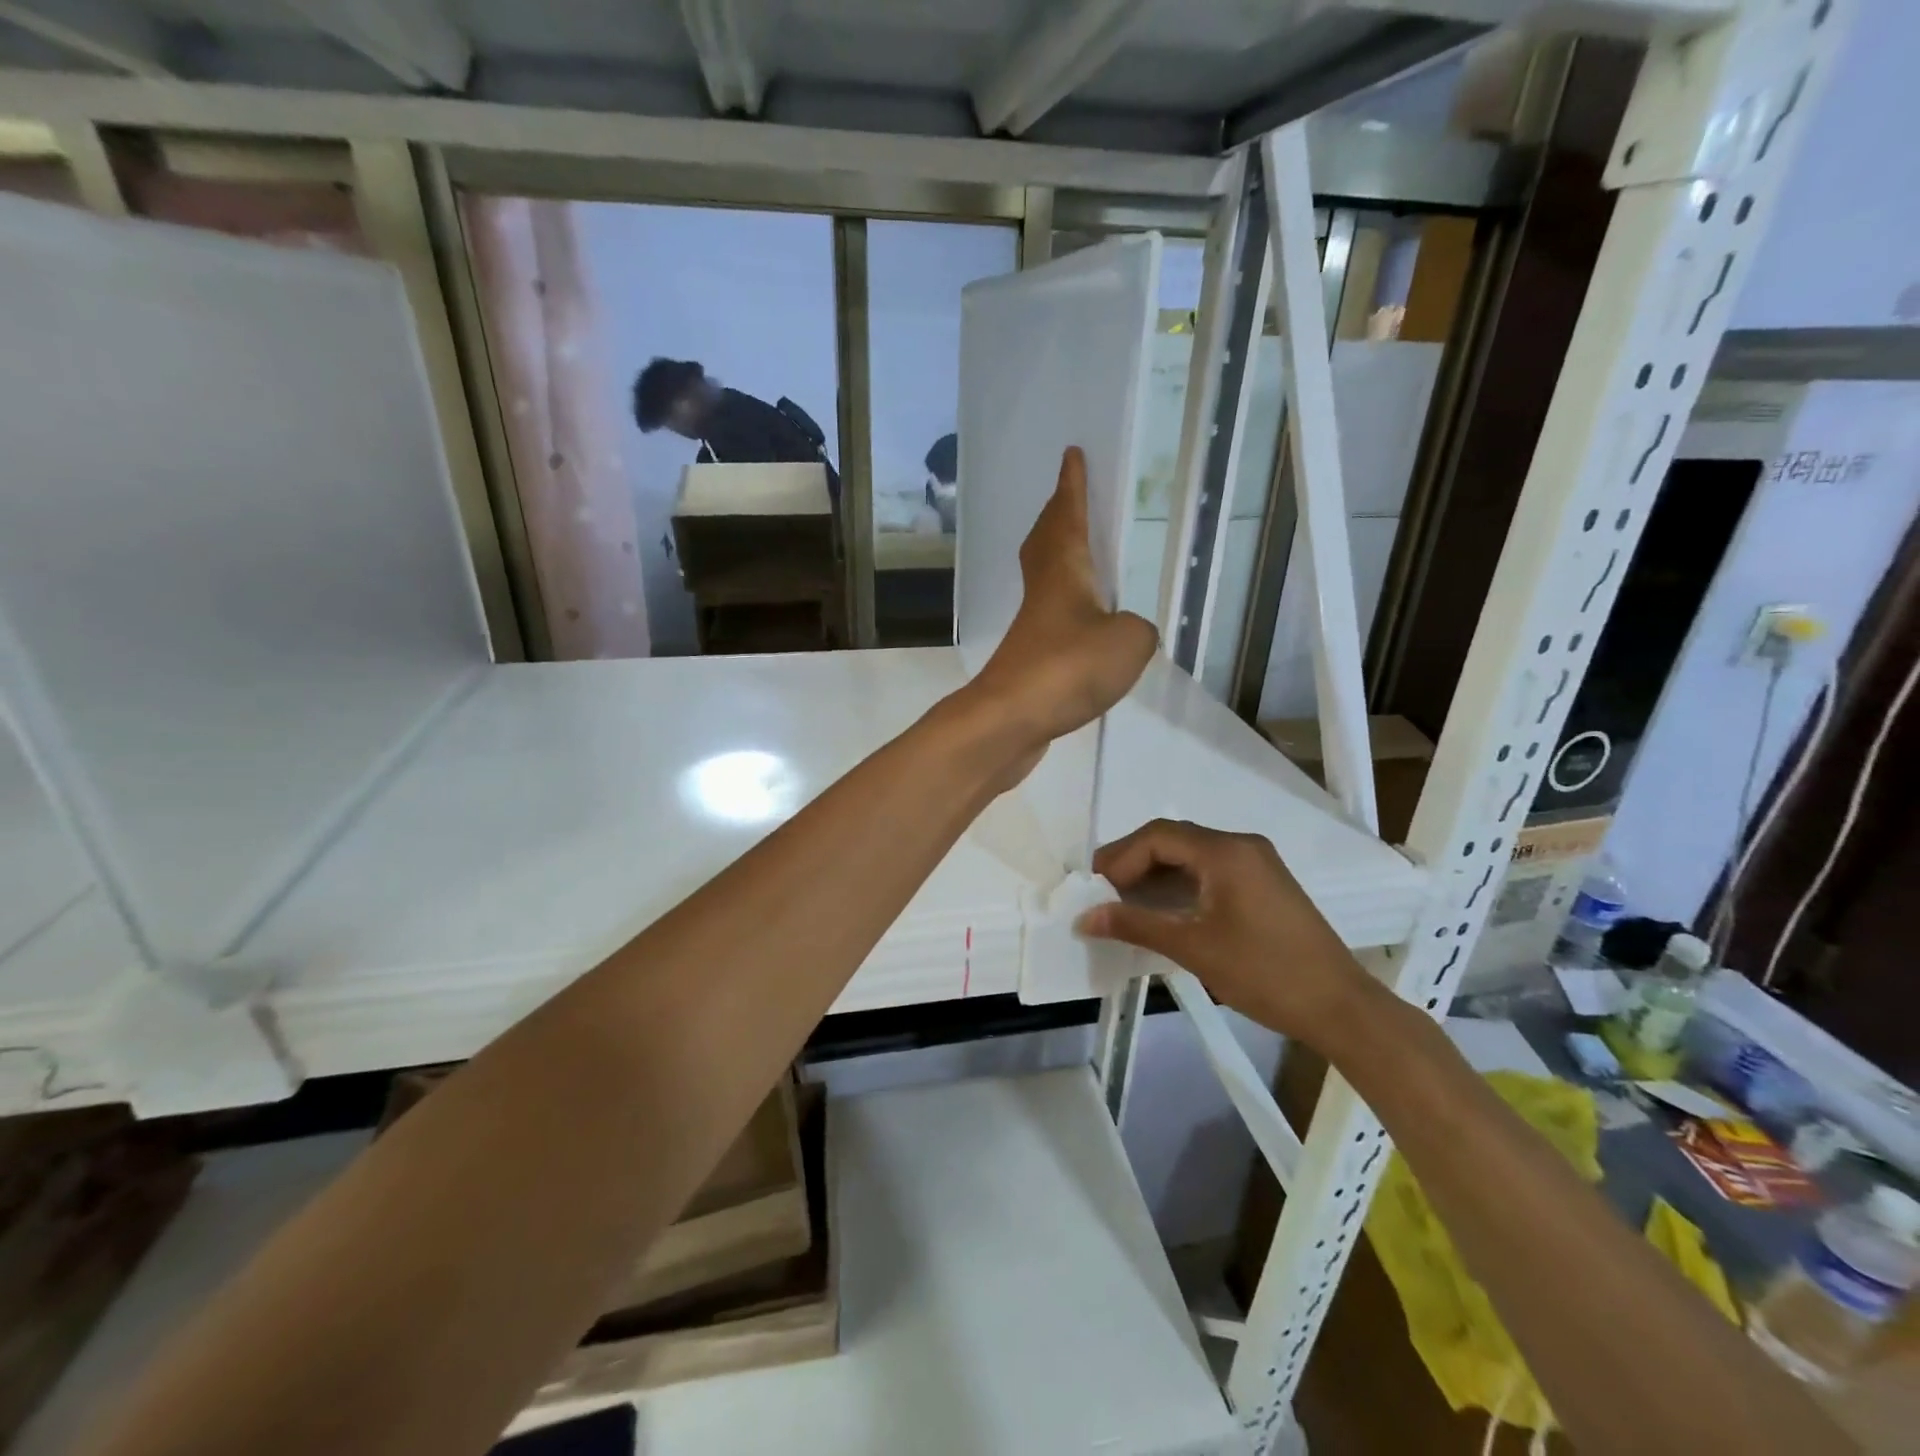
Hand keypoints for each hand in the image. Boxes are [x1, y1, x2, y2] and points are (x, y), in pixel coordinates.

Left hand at [966, 446, 1157, 748]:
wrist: (1010, 720)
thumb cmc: (1068, 667)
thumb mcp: (1128, 641)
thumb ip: (1137, 629)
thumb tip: (1124, 634)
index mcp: (1063, 572)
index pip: (1068, 517)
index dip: (1073, 487)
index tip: (1071, 455)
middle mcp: (1042, 593)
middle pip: (1045, 543)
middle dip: (1056, 517)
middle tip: (1066, 498)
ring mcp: (1032, 629)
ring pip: (1044, 580)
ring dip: (1058, 559)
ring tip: (1080, 556)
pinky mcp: (1030, 661)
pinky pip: (1051, 619)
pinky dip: (1066, 608)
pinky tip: (1081, 624)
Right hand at [1076, 819, 1373, 1045]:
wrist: (1340, 1007)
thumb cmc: (1264, 973)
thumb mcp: (1193, 947)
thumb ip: (1135, 925)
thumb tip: (1084, 917)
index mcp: (1226, 852)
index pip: (1158, 836)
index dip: (1120, 857)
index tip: (1094, 887)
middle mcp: (1241, 846)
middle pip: (1174, 840)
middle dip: (1133, 862)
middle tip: (1102, 892)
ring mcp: (1256, 864)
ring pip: (1191, 856)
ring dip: (1155, 874)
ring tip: (1123, 902)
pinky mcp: (1263, 884)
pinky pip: (1210, 871)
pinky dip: (1180, 884)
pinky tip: (1161, 909)